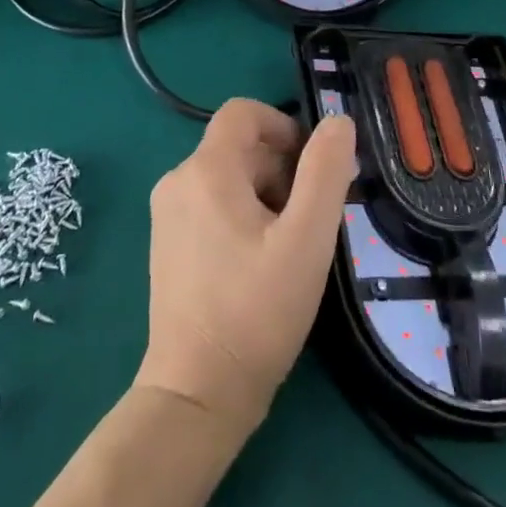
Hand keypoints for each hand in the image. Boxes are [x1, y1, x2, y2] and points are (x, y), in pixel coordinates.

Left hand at [135, 100, 357, 434]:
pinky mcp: (168, 244)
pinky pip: (212, 204)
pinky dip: (243, 215)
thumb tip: (338, 122)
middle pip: (239, 147)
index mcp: (205, 170)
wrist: (197, 395)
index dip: (284, 126)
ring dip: (266, 193)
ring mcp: (167, 215)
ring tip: (290, 245)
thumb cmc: (256, 311)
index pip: (244, 112)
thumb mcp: (306, 239)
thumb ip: (326, 172)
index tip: (312, 167)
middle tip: (312, 218)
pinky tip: (262, 261)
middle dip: (282, 168)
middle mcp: (178, 181)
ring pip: (228, 177)